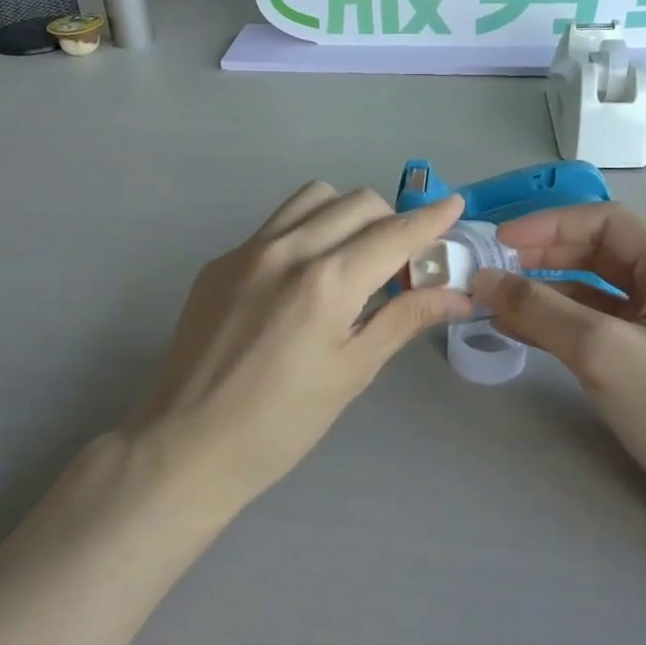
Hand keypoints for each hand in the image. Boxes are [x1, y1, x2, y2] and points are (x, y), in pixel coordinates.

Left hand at [130, 183, 472, 505]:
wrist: (187, 446)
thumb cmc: (281, 424)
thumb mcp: (352, 373)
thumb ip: (403, 320)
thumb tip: (459, 296)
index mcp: (327, 282)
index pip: (394, 233)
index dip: (431, 219)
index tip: (455, 205)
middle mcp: (287, 249)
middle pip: (356, 202)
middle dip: (390, 221)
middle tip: (399, 263)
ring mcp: (246, 250)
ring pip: (312, 198)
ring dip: (345, 214)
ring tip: (351, 259)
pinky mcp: (219, 262)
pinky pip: (274, 225)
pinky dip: (304, 233)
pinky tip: (301, 280)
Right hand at [471, 205, 645, 571]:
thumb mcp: (604, 351)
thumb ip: (540, 309)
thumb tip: (484, 279)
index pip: (605, 222)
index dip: (548, 226)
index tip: (498, 243)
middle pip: (597, 253)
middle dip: (541, 258)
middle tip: (490, 272)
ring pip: (593, 291)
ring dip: (544, 292)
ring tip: (494, 301)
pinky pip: (597, 326)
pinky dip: (558, 324)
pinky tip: (519, 331)